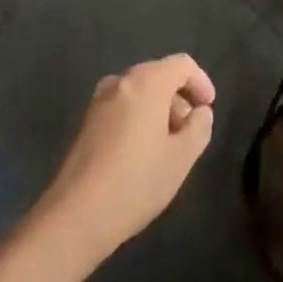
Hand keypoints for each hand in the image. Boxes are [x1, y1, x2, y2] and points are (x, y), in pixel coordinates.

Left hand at [37, 54, 215, 262]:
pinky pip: (121, 107)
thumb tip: (199, 113)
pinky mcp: (85, 122)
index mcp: (147, 81)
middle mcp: (121, 81)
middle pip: (159, 75)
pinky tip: (140, 153)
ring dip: (158, 109)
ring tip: (167, 144)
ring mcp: (99, 101)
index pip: (182, 65)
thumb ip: (199, 127)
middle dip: (179, 98)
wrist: (75, 217)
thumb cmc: (136, 182)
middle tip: (189, 130)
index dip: (201, 82)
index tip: (208, 109)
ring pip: (139, 92)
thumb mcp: (182, 158)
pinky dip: (138, 118)